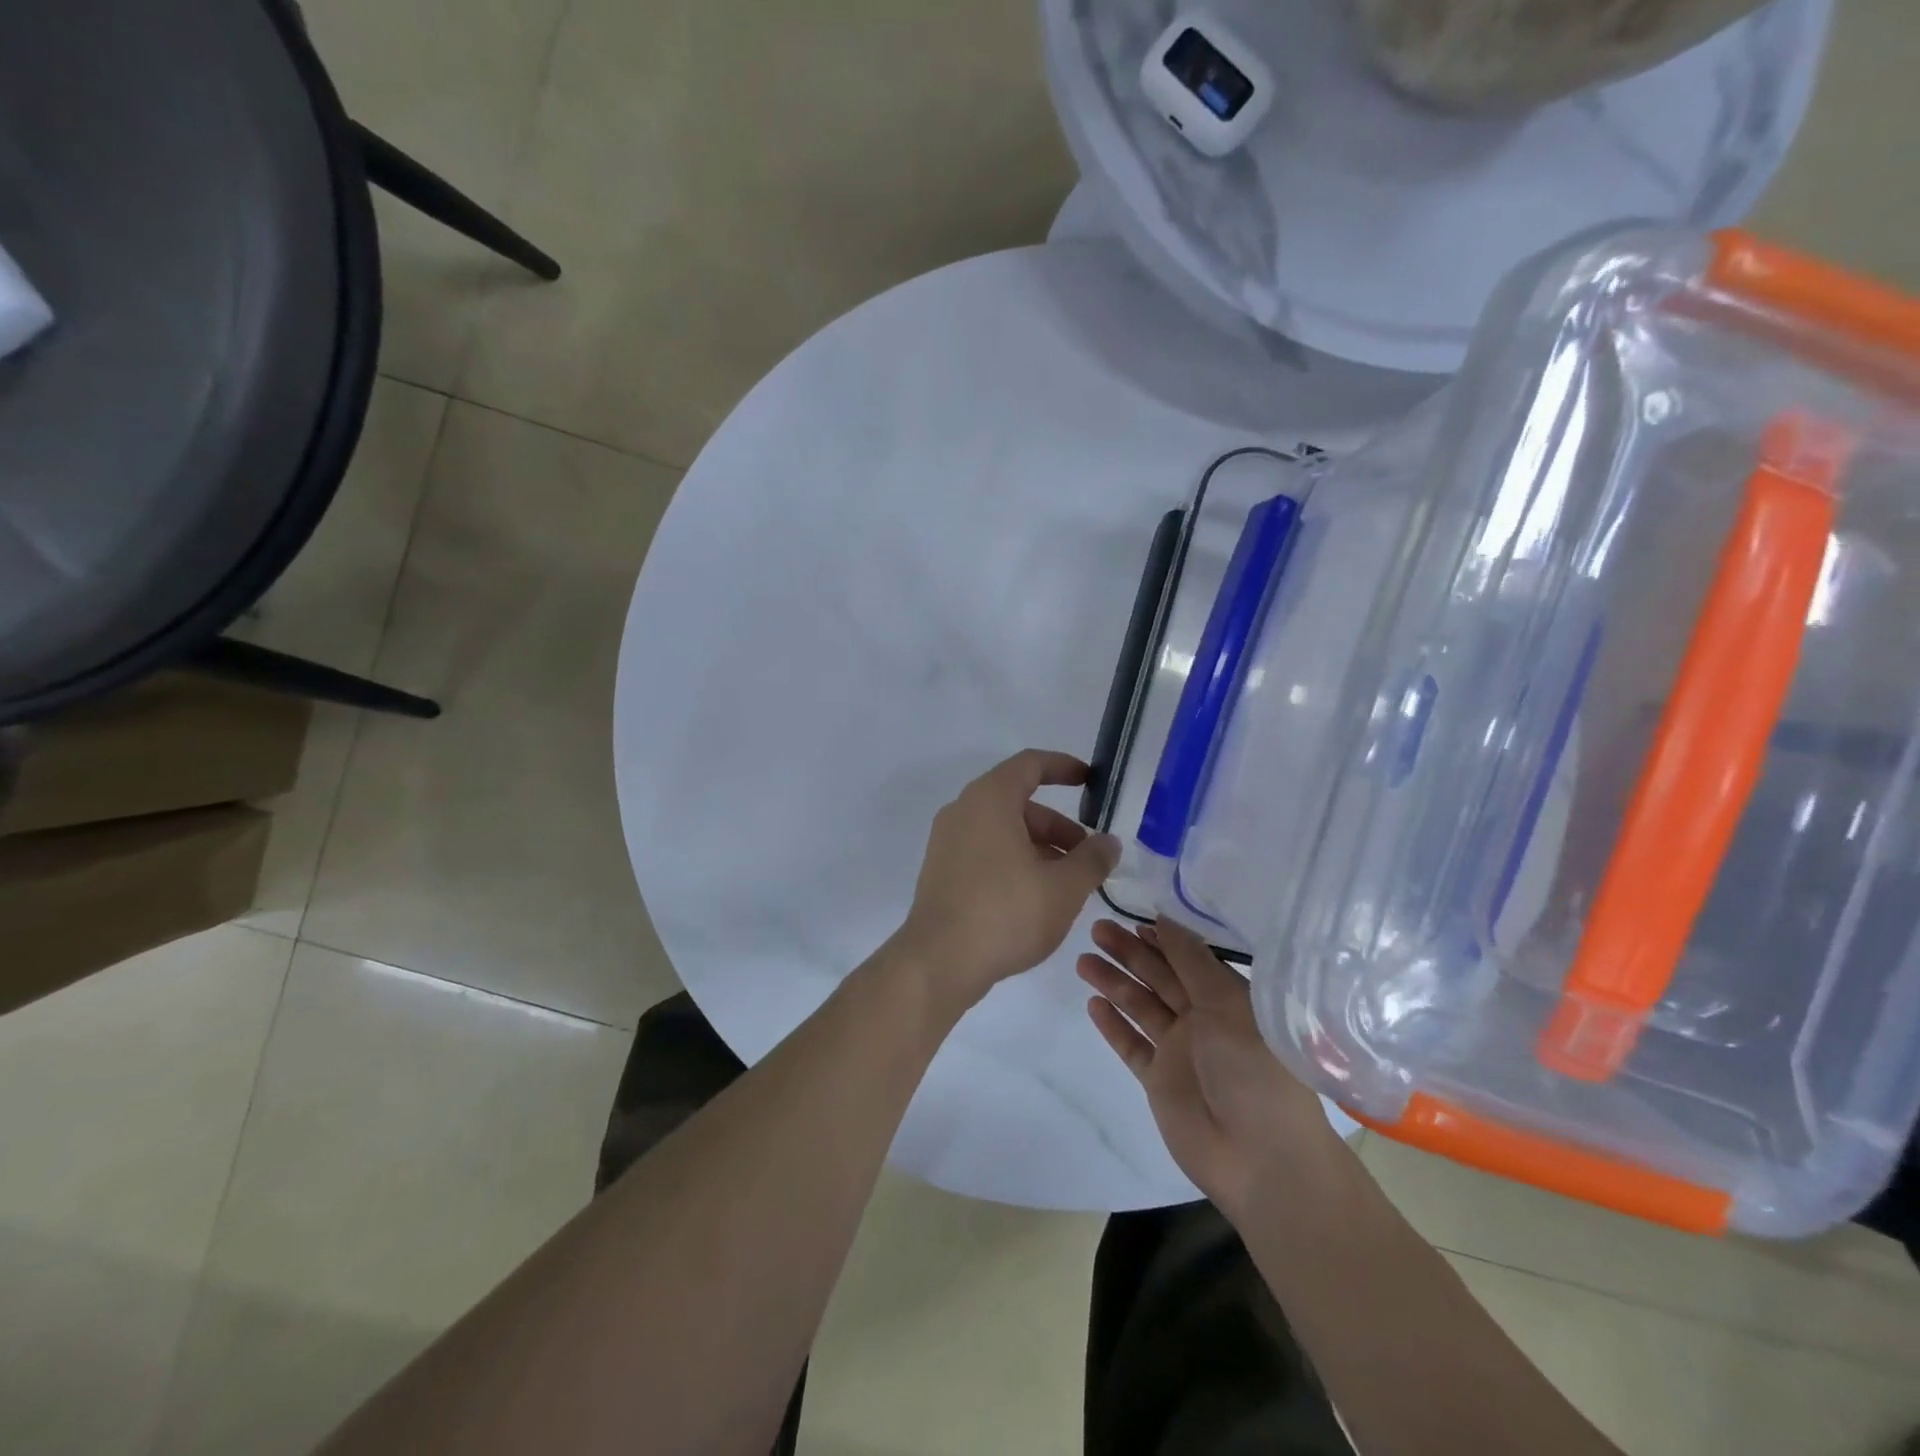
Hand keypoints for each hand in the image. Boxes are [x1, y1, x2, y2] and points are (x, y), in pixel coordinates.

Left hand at [893, 750, 1121, 1014]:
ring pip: (1003, 830)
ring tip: (1068, 884)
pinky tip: (1035, 897)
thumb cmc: (1006, 913)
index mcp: (990, 799)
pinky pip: (985, 851)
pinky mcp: (941, 871)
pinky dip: (1014, 861)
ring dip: (1039, 847)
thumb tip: (1108, 842)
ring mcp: (947, 842)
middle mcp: (963, 811)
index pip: (1030, 764)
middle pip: (1019, 802)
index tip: (1091, 780)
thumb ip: (1093, 859)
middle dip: (1059, 826)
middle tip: (1088, 857)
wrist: (938, 962)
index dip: (1064, 767)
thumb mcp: (1064, 887)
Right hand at [1078, 918, 1340, 1219]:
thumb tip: (1165, 918)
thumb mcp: (1228, 1004)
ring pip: (1140, 1007)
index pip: (1188, 959)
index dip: (1161, 939)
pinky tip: (1093, 1004)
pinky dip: (1113, 1025)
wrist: (1259, 1157)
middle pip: (1159, 978)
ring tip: (1083, 960)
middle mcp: (1203, 1020)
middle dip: (1129, 953)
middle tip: (1097, 929)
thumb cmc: (1253, 1069)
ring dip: (1114, 982)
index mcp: (1228, 999)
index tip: (1131, 918)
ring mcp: (1180, 1051)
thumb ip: (1193, 961)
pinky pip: (1132, 1045)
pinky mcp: (1160, 1081)